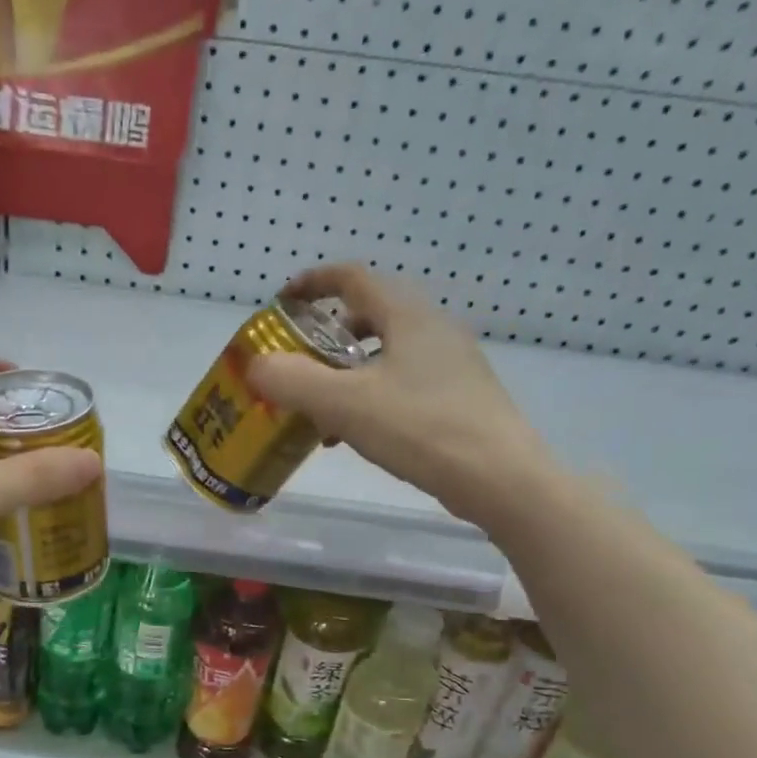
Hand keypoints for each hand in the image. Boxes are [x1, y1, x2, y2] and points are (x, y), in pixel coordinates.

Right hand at [248, 263, 558, 528]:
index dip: (313, 283)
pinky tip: (355, 436)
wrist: (501, 478)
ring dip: (346, 375)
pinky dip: (369, 398)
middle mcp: (434, 329)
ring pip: (385, 355)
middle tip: (298, 364)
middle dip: (327, 337)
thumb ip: (293, 381)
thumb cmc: (421, 429)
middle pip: (370, 316)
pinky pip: (401, 384)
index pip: (354, 278)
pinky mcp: (459, 399)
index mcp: (408, 316)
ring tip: (319, 413)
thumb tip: (255, 365)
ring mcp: (451, 365)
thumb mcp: (345, 405)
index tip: (282, 302)